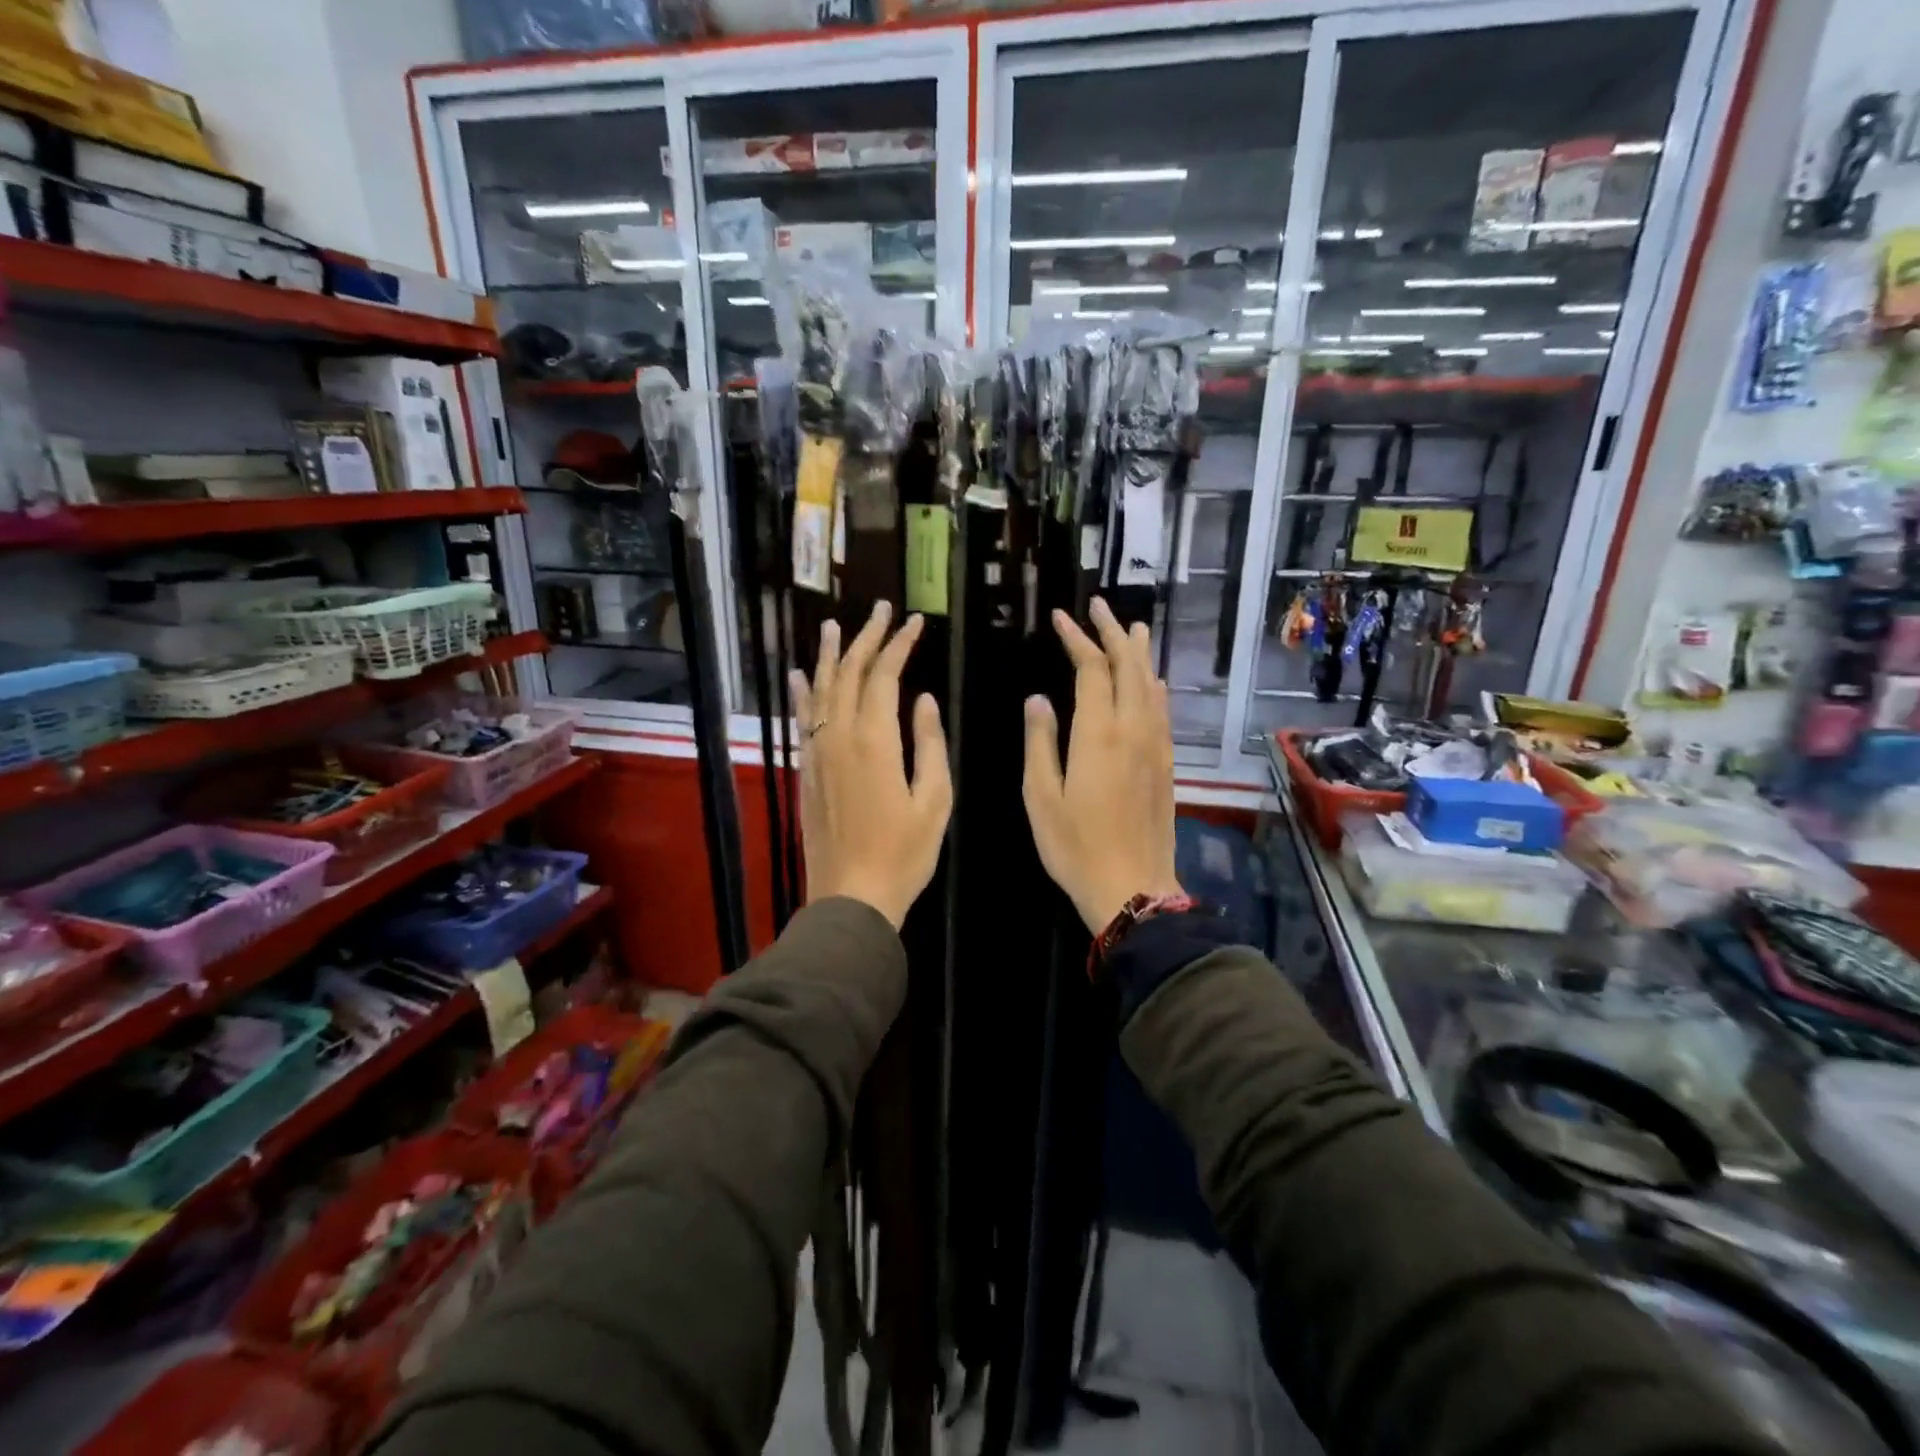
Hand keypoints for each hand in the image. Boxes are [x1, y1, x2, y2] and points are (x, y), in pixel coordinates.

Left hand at [792, 601, 951, 928]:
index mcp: (875, 740)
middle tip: (880, 610)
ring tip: (834, 626)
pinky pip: (802, 719)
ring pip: (820, 690)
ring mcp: (817, 752)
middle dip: (866, 638)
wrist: (852, 896)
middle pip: (848, 673)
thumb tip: (924, 699)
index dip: (899, 644)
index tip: (913, 622)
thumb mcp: (935, 800)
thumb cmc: (904, 852)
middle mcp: (839, 735)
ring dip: (829, 655)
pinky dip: (801, 693)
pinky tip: (799, 675)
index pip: (884, 675)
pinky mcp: (806, 770)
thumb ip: (930, 743)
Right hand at [1023, 597, 1181, 934]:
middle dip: (1112, 632)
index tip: (1061, 618)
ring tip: (1131, 628)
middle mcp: (1133, 729)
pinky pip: (1163, 709)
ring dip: (1138, 653)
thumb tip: (1039, 700)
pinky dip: (1154, 684)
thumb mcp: (1041, 796)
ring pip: (1151, 684)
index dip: (1077, 639)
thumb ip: (1041, 742)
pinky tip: (1151, 681)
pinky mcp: (1166, 763)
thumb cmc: (1075, 845)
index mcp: (1098, 734)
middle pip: (1128, 667)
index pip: (1092, 669)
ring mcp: (1155, 745)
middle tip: (1098, 607)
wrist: (1132, 886)